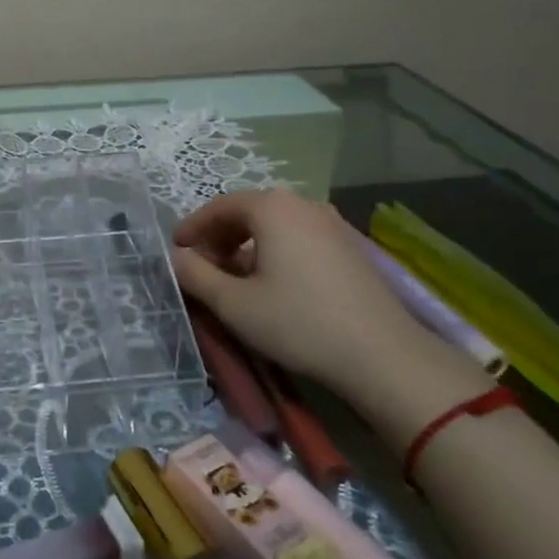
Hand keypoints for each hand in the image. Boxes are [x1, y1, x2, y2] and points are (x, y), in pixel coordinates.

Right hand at [171, 190, 451, 408]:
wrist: (382, 355)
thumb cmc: (298, 322)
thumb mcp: (234, 304)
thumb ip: (195, 275)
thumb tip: (175, 258)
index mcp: (271, 207)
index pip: (218, 206)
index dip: (192, 228)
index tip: (176, 253)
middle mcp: (301, 203)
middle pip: (247, 211)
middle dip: (218, 237)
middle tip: (202, 268)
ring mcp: (331, 222)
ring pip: (274, 225)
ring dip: (246, 245)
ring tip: (234, 279)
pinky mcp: (349, 245)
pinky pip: (298, 236)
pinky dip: (275, 251)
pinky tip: (272, 283)